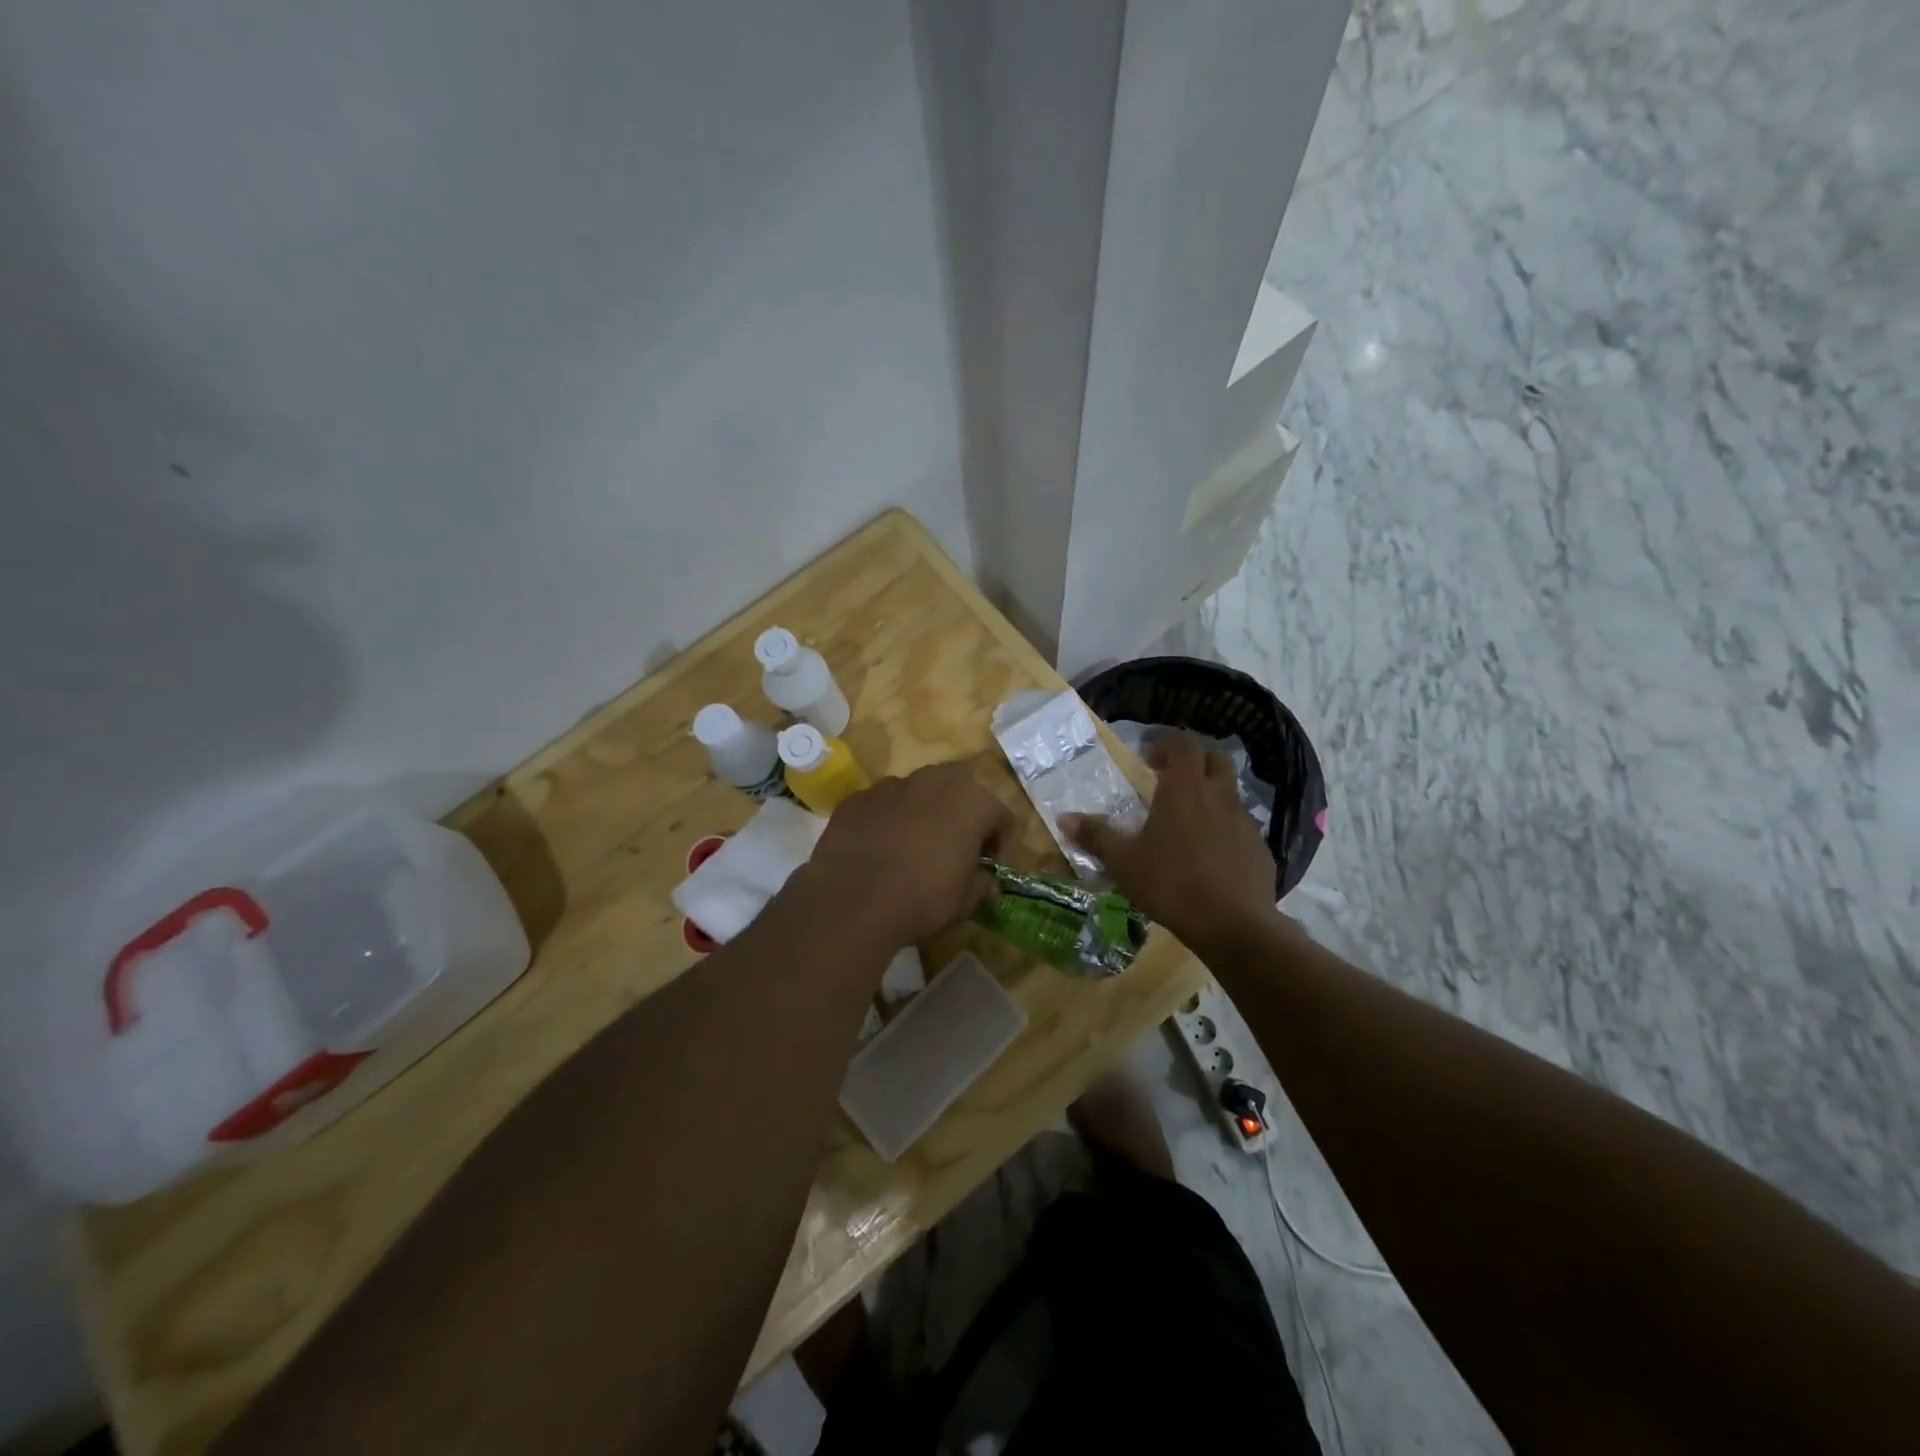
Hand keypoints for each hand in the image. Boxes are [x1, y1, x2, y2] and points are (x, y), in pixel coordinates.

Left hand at [804, 762, 1012, 947]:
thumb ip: (982, 883)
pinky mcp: (856, 798)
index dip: (998, 842)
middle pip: (958, 789)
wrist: (853, 901)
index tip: (987, 866)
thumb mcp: (966, 901)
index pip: (1000, 816)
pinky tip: (877, 850)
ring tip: (910, 847)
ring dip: (920, 812)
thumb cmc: (923, 899)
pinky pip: (880, 805)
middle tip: (952, 846)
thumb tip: (985, 880)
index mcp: (972, 801)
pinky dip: (885, 820)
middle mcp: (933, 781)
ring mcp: (890, 785)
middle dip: (960, 813)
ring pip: (916, 792)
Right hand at [1062, 733, 1276, 945]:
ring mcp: (1245, 822)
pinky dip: (1226, 830)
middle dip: (1195, 764)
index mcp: (1184, 790)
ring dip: (1211, 797)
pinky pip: (1242, 827)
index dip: (1166, 745)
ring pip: (1230, 794)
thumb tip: (1064, 818)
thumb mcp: (1124, 862)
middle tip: (1172, 784)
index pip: (1183, 744)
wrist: (1234, 925)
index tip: (1149, 763)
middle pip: (1215, 760)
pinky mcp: (1260, 849)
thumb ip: (1096, 836)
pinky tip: (1210, 858)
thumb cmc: (1171, 884)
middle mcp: (1219, 796)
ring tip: (1188, 825)